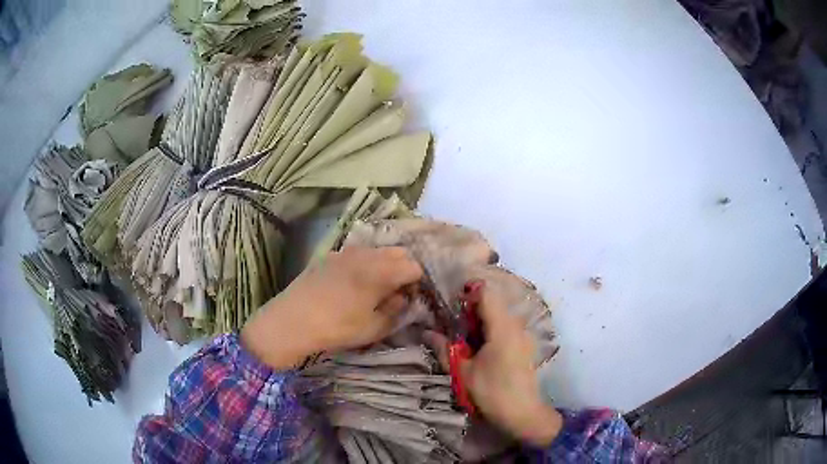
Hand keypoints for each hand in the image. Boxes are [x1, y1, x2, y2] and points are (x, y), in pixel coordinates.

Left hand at [241, 246, 422, 369]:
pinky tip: (353, 283)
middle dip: (405, 269)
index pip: (414, 266)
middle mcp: (366, 254)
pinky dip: (365, 263)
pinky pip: (356, 254)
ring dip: (385, 264)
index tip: (412, 298)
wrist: (292, 321)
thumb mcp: (374, 328)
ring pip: (377, 250)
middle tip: (398, 292)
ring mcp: (345, 252)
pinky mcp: (329, 256)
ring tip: (377, 287)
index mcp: (381, 271)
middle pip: (398, 252)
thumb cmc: (338, 328)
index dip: (418, 282)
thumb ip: (396, 310)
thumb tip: (403, 298)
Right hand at [425, 288, 562, 446]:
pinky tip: (480, 350)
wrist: (523, 414)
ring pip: (500, 316)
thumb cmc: (492, 392)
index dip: (467, 293)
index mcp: (502, 327)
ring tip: (464, 341)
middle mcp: (516, 325)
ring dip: (480, 322)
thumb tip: (427, 332)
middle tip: (452, 327)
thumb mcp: (463, 372)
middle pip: (493, 303)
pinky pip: (506, 328)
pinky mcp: (525, 346)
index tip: (450, 307)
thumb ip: (445, 348)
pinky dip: (491, 331)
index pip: (486, 293)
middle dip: (471, 311)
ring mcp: (523, 335)